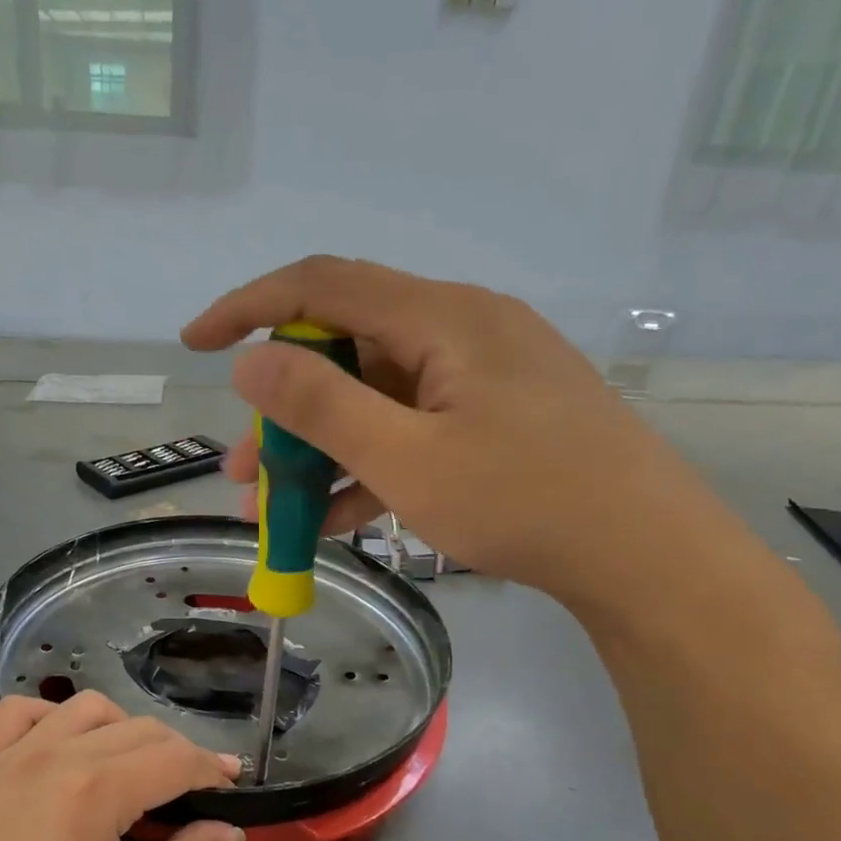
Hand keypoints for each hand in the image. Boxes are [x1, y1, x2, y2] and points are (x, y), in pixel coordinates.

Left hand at [0, 692, 243, 840]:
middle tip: (193, 790)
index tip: (232, 784)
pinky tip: (64, 749)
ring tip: (133, 769)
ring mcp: (12, 753)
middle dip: (178, 753)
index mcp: (96, 792)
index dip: (211, 769)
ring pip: (87, 707)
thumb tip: (228, 828)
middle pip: (139, 729)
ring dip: (123, 728)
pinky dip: (53, 716)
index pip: (174, 759)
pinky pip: (21, 711)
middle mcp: (56, 755)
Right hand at [182, 255, 753, 616]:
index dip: (249, 307)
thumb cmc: (524, 501)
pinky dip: (371, 465)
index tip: (195, 344)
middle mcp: (460, 331)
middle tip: (244, 469)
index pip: (322, 285)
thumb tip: (250, 362)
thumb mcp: (407, 458)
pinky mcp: (496, 417)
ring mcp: (482, 377)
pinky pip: (413, 428)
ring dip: (322, 449)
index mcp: (441, 318)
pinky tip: (338, 519)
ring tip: (276, 508)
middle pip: (347, 351)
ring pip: (376, 398)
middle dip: (285, 411)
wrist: (645, 554)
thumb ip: (322, 406)